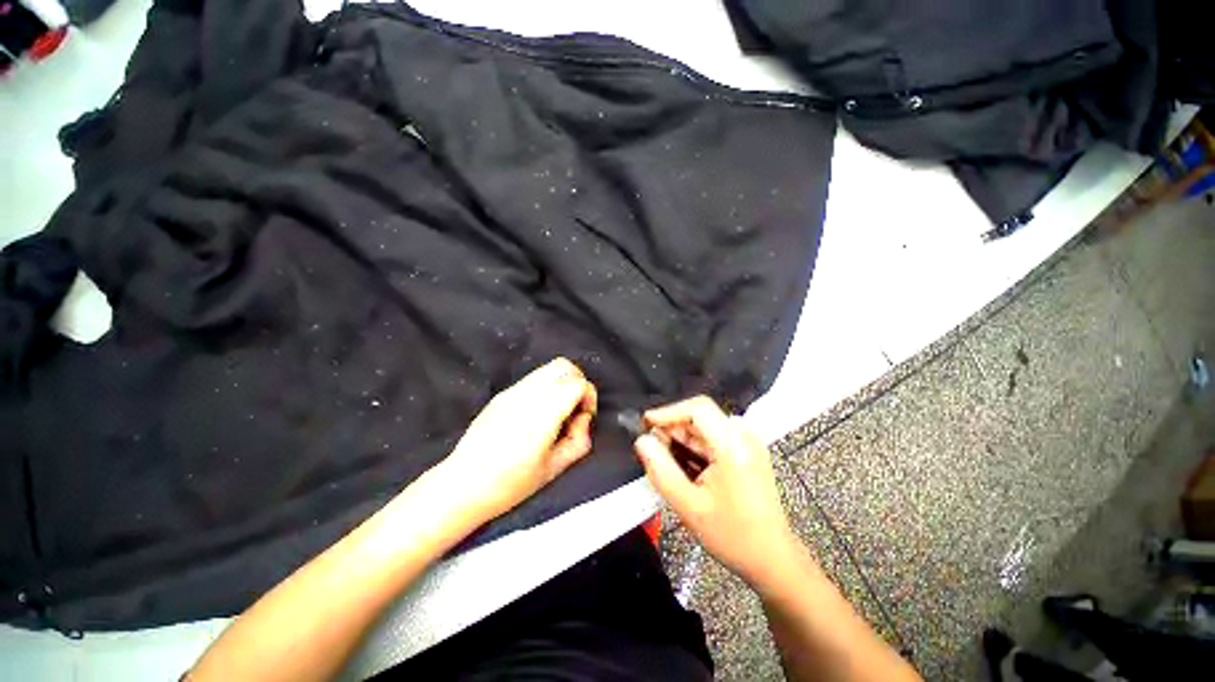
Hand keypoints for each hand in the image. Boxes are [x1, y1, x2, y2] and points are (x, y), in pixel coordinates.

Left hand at [440, 357, 597, 523]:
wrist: (462, 485)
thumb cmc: (510, 484)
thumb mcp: (554, 469)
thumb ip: (579, 440)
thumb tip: (583, 419)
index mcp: (542, 414)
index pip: (577, 383)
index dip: (589, 396)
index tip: (584, 417)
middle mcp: (528, 394)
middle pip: (564, 365)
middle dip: (578, 382)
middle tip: (576, 407)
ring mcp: (512, 391)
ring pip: (548, 368)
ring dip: (561, 383)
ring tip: (558, 411)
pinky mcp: (502, 394)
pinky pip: (533, 378)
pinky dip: (547, 387)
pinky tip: (540, 413)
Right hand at [634, 395, 798, 586]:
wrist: (772, 557)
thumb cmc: (733, 535)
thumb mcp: (689, 506)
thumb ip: (661, 470)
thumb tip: (643, 441)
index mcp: (733, 446)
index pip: (698, 408)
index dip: (668, 412)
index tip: (645, 424)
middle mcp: (743, 436)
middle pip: (700, 416)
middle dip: (672, 428)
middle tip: (652, 449)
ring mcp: (748, 442)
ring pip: (705, 426)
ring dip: (682, 439)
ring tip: (665, 461)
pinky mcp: (747, 450)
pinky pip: (713, 437)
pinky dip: (695, 447)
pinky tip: (685, 467)